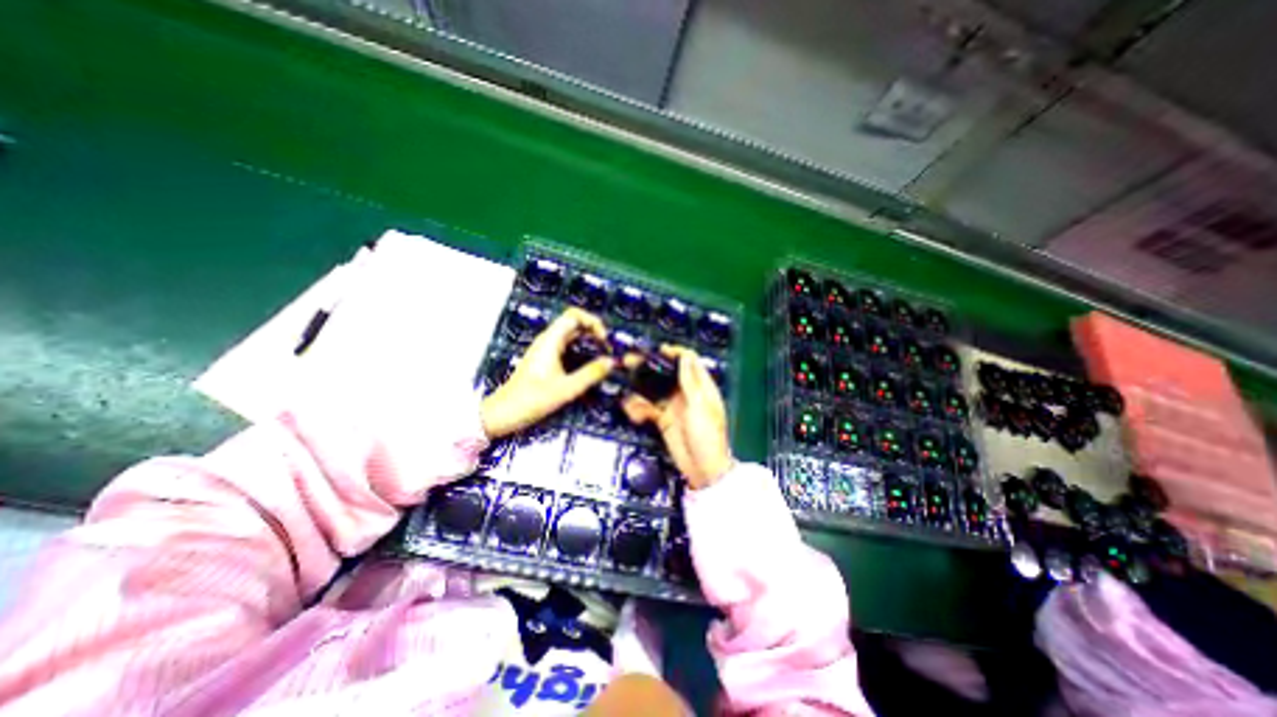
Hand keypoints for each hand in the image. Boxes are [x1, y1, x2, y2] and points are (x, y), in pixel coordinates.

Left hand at [482, 304, 614, 435]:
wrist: (504, 413)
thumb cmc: (532, 400)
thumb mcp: (567, 389)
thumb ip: (591, 374)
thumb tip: (612, 362)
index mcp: (551, 340)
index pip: (574, 315)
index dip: (592, 321)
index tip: (604, 339)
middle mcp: (548, 340)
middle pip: (574, 322)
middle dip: (594, 330)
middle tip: (608, 348)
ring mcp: (546, 349)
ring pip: (571, 335)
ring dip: (588, 340)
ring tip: (603, 354)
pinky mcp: (546, 359)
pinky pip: (567, 346)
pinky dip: (581, 348)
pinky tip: (589, 362)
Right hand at [622, 343, 732, 490]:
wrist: (703, 469)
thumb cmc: (707, 436)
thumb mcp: (699, 406)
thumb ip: (690, 381)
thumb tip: (686, 354)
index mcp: (701, 387)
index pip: (689, 361)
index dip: (674, 353)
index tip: (658, 350)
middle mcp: (686, 393)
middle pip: (667, 373)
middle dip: (649, 368)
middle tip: (630, 362)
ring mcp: (674, 406)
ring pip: (654, 390)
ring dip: (640, 389)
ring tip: (627, 391)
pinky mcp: (663, 419)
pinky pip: (648, 408)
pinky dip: (639, 408)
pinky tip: (633, 412)